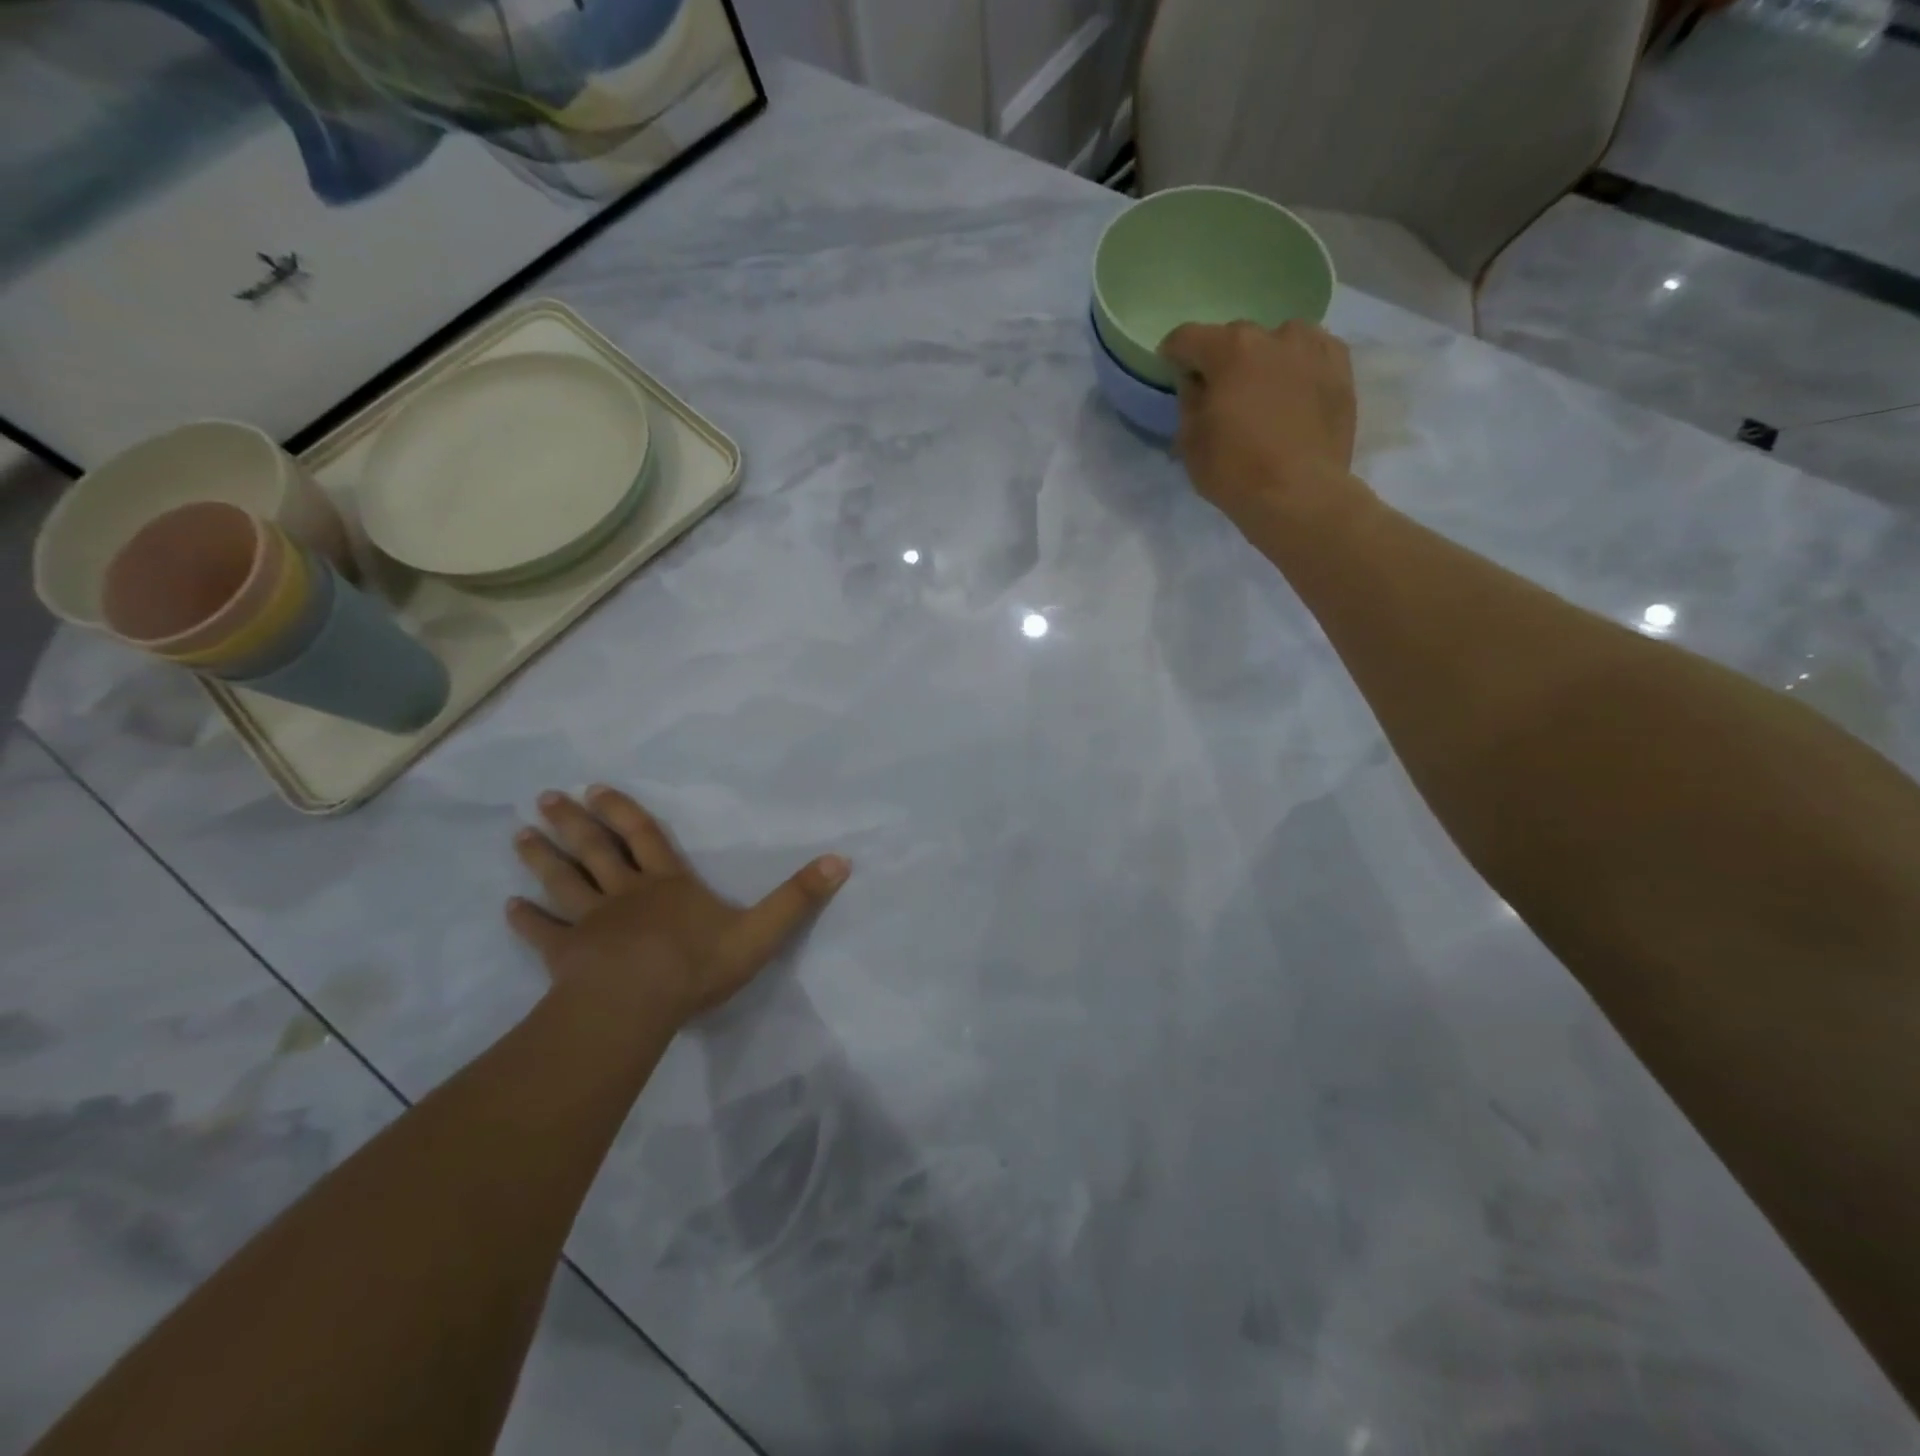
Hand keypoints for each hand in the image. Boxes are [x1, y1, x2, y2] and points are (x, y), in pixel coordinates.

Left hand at [508, 787, 849, 1027]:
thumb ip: (798, 897)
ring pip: (565, 882)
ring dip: (544, 857)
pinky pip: (543, 932)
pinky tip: (509, 906)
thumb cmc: (698, 964)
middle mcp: (627, 893)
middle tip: (547, 798)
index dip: (625, 812)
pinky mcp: (567, 955)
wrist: (638, 1004)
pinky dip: (526, 919)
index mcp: (669, 884)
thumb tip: (841, 860)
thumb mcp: (762, 930)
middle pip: (597, 850)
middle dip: (575, 822)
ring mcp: (592, 922)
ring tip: (521, 834)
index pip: (647, 837)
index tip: (597, 787)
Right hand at [1159, 320, 1363, 529]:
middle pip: (1236, 338)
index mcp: (1230, 349)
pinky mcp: (1341, 369)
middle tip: (1221, 393)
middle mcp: (1274, 336)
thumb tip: (1195, 382)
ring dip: (1265, 358)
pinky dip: (1298, 366)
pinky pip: (1313, 354)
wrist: (1299, 494)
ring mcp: (1313, 349)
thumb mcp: (1190, 441)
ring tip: (1263, 391)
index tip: (1172, 372)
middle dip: (1223, 360)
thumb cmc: (1234, 470)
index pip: (1188, 337)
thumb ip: (1189, 400)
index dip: (1173, 354)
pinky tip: (1294, 392)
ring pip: (1279, 341)